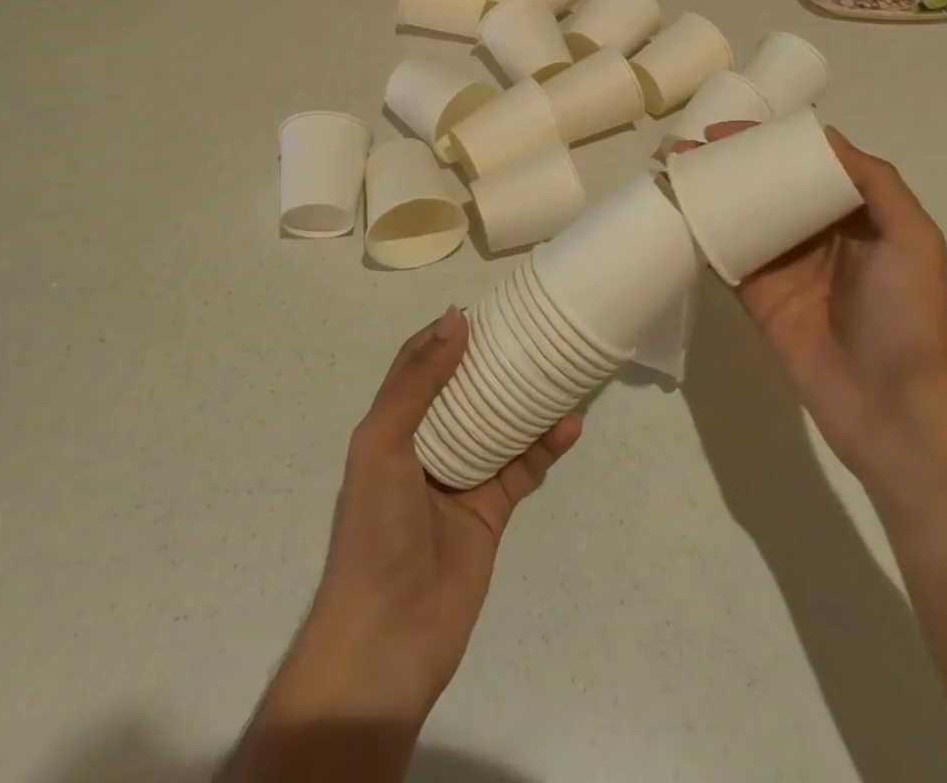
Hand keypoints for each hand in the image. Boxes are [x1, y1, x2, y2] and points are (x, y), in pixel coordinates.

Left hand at [263, 309, 580, 731]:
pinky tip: (570, 425)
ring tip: (559, 368)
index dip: (444, 335)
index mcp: (392, 427)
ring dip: (526, 400)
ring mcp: (461, 479)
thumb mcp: (383, 444)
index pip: (417, 366)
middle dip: (492, 361)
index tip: (483, 308)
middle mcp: (426, 446)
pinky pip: (522, 468)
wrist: (387, 639)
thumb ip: (417, 383)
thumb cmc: (376, 529)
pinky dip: (545, 446)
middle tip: (530, 331)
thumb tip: (455, 319)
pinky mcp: (491, 512)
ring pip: (500, 425)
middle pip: (463, 390)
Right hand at [675, 122, 946, 476]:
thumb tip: (822, 136)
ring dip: (709, 193)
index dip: (768, 141)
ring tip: (672, 172)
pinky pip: (726, 256)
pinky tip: (675, 213)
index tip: (729, 130)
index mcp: (853, 213)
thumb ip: (876, 182)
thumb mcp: (913, 238)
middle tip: (688, 148)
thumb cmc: (909, 315)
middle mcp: (815, 232)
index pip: (804, 163)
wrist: (892, 406)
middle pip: (766, 185)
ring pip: (741, 215)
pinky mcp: (758, 295)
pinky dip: (701, 234)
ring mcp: (783, 264)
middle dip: (730, 162)